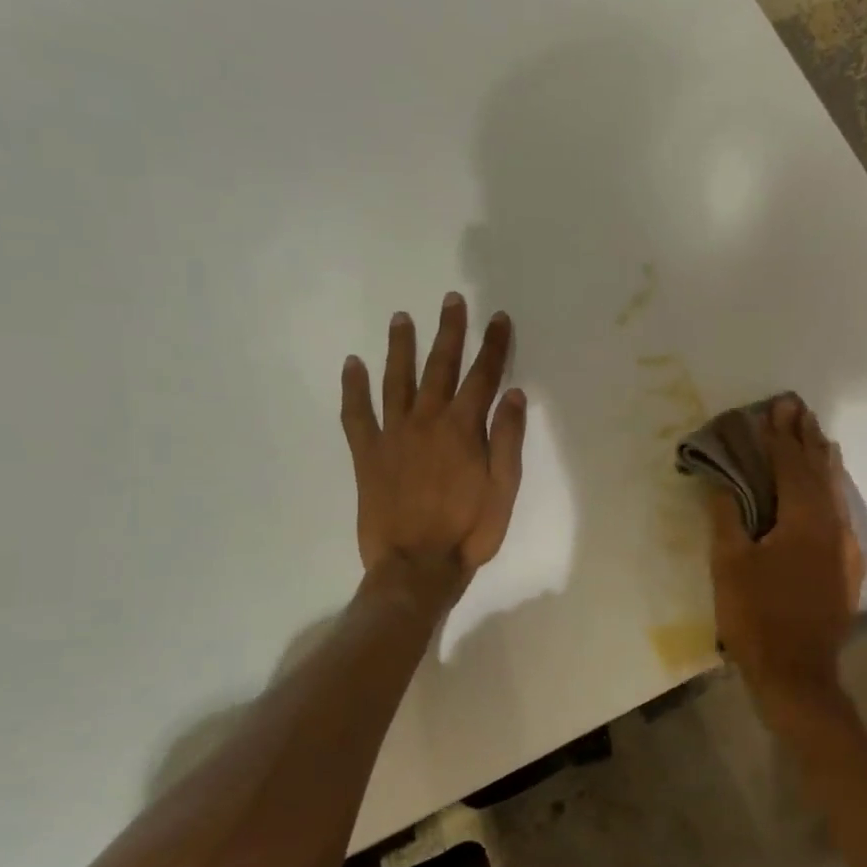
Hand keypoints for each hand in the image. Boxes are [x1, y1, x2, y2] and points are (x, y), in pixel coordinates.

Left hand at [340, 294, 526, 600]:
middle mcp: (427, 421)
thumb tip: (513, 393)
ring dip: (401, 347)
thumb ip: (507, 439)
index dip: (493, 345)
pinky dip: (353, 388)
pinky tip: (352, 364)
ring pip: (397, 380)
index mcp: (463, 429)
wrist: (417, 566)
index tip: (498, 318)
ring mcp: (393, 435)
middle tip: (451, 300)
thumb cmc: (469, 531)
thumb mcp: (504, 490)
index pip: (483, 376)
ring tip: (402, 317)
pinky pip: (356, 414)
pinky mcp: (367, 454)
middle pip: (440, 367)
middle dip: (449, 332)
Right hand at [707, 395, 863, 701]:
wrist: (797, 674)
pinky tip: (828, 488)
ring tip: (816, 435)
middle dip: (807, 437)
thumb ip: (727, 516)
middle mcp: (832, 525)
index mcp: (804, 520)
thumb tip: (722, 481)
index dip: (781, 435)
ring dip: (823, 461)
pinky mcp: (847, 566)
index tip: (777, 405)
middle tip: (798, 408)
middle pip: (820, 471)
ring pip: (836, 491)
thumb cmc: (756, 616)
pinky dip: (832, 490)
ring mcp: (845, 547)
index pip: (791, 465)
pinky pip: (841, 513)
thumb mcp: (729, 564)